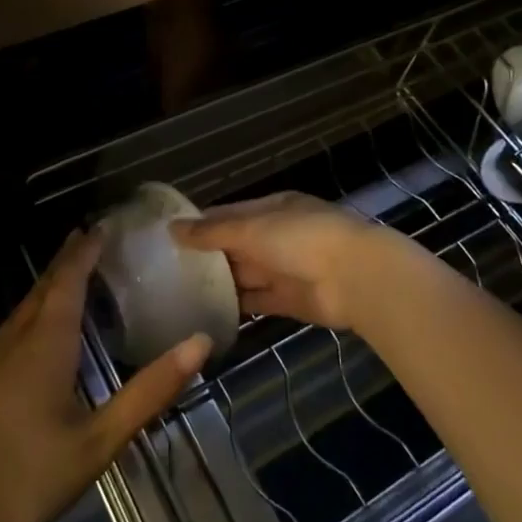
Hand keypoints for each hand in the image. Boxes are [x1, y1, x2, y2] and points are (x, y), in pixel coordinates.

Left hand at [0, 227, 208, 521]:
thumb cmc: (22, 475)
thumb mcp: (96, 441)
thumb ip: (147, 392)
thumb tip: (199, 343)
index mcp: (46, 342)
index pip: (69, 281)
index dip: (85, 251)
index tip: (101, 226)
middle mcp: (17, 341)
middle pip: (43, 288)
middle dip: (66, 261)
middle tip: (88, 238)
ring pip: (24, 310)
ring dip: (48, 286)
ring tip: (68, 277)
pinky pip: (13, 331)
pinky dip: (34, 314)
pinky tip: (37, 336)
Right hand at [173, 191, 415, 331]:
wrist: (356, 278)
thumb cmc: (301, 238)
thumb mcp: (252, 228)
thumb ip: (212, 232)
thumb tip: (172, 228)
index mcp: (273, 208)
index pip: (230, 213)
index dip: (201, 223)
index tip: (169, 235)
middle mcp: (278, 236)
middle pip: (236, 245)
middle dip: (207, 255)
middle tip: (166, 269)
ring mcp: (285, 269)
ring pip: (245, 274)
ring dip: (220, 283)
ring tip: (179, 293)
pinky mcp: (290, 300)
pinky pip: (257, 301)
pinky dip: (237, 307)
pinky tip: (208, 313)